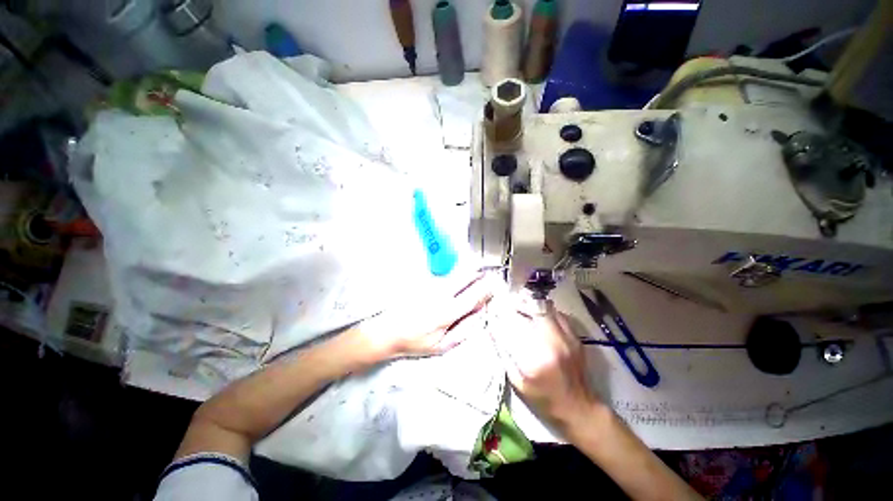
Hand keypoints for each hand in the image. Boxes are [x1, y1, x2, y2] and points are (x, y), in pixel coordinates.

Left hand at [357, 273, 495, 358]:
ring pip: (455, 272)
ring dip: (468, 271)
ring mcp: (431, 286)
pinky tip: (456, 277)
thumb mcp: (442, 346)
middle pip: (466, 277)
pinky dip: (454, 273)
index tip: (494, 285)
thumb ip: (464, 331)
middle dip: (479, 274)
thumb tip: (479, 317)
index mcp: (447, 313)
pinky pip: (444, 273)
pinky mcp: (423, 281)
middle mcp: (440, 295)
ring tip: (475, 273)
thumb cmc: (414, 341)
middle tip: (486, 275)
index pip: (473, 296)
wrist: (387, 331)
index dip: (486, 289)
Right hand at [490, 295, 599, 429]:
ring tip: (519, 306)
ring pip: (544, 307)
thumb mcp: (517, 382)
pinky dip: (543, 310)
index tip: (491, 313)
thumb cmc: (543, 398)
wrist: (579, 408)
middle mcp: (553, 343)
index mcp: (536, 359)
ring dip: (529, 304)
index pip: (513, 327)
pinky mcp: (575, 336)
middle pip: (531, 309)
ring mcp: (567, 337)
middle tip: (506, 305)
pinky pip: (557, 313)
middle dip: (515, 304)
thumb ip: (504, 354)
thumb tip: (492, 329)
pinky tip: (536, 314)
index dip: (500, 317)